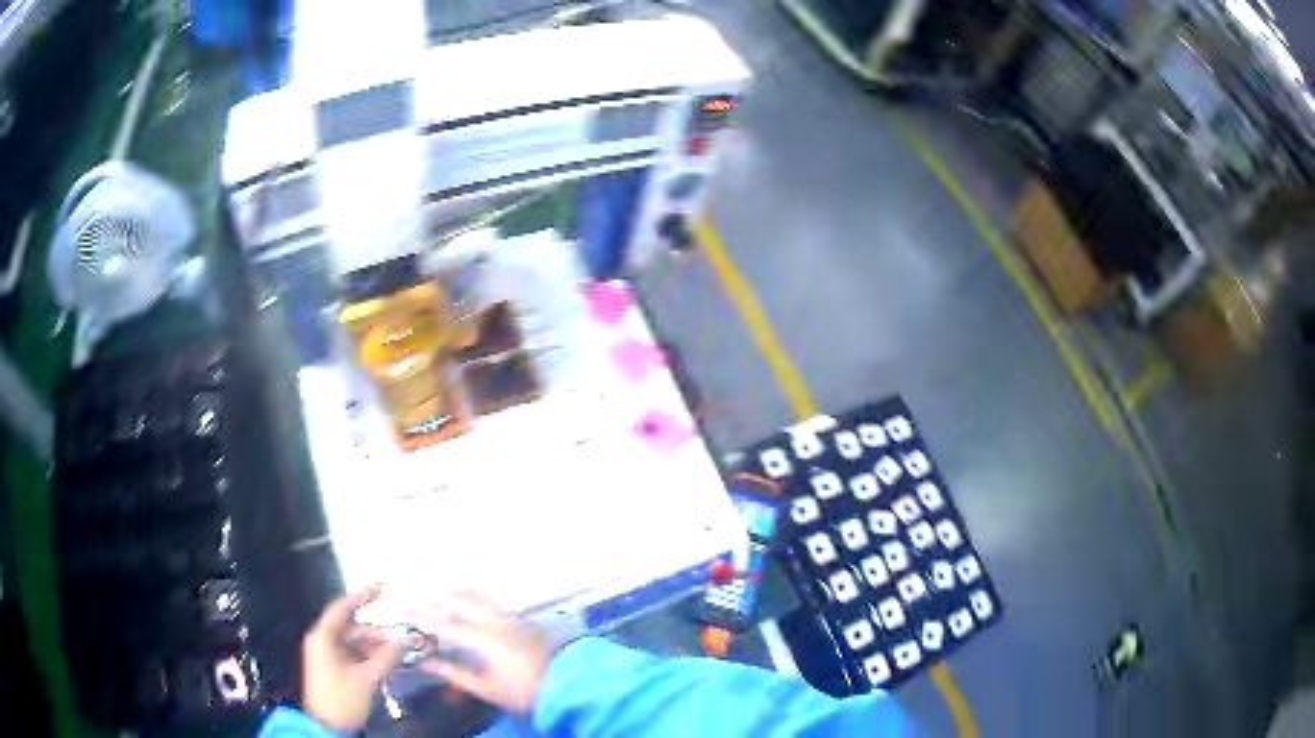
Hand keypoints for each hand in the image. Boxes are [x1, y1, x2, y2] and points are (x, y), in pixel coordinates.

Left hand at [302, 586, 401, 732]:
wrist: (327, 727)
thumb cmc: (341, 699)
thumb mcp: (366, 679)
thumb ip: (385, 657)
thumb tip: (404, 639)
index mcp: (323, 638)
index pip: (342, 609)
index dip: (362, 596)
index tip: (381, 587)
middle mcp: (324, 642)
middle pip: (354, 629)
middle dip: (379, 632)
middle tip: (404, 635)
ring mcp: (329, 655)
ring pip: (357, 643)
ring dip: (378, 646)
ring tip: (402, 651)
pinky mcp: (335, 668)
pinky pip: (356, 655)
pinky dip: (372, 657)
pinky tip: (389, 662)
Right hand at [410, 591, 554, 714]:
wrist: (568, 683)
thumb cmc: (524, 691)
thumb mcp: (486, 688)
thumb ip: (454, 673)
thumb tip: (424, 663)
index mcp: (484, 639)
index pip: (444, 624)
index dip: (421, 617)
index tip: (402, 612)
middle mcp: (494, 621)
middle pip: (457, 601)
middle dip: (431, 598)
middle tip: (410, 597)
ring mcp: (508, 616)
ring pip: (473, 595)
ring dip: (449, 593)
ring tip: (430, 594)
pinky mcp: (518, 618)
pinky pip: (486, 599)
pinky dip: (466, 596)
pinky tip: (459, 601)